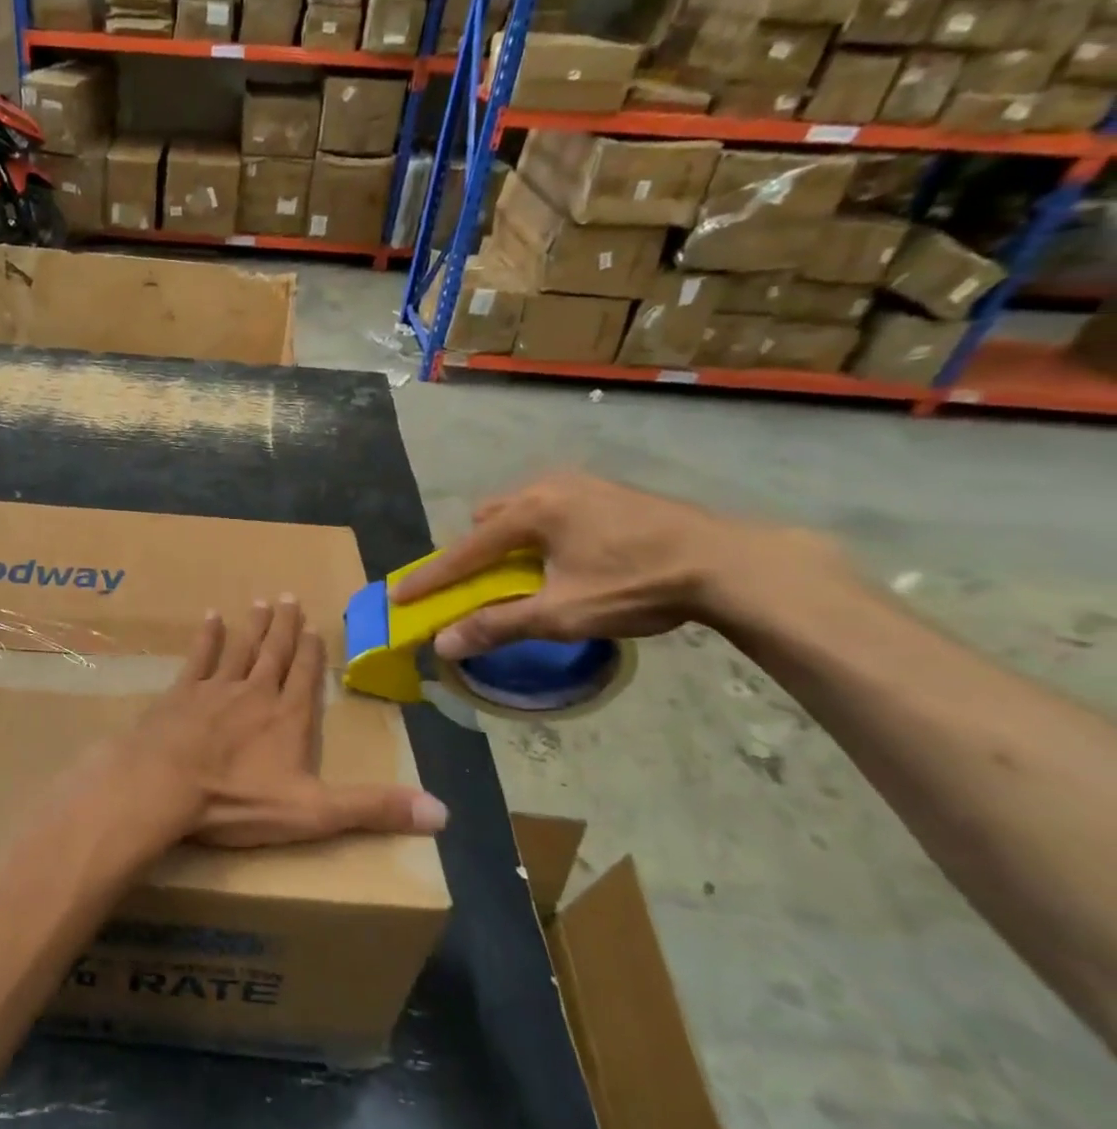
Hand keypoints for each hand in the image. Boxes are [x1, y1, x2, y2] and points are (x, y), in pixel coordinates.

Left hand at [111, 598, 447, 847]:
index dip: (311, 652)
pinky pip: (199, 657)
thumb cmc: (238, 800)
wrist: (165, 785)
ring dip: (252, 626)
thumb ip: (373, 808)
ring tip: (260, 601)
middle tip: (289, 597)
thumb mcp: (314, 813)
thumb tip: (443, 813)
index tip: (313, 627)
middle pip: (274, 652)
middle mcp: (255, 692)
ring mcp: (216, 688)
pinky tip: (211, 618)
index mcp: (288, 717)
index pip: (306, 676)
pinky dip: (207, 637)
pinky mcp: (181, 693)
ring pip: (240, 648)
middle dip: (284, 626)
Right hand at [389, 472, 831, 659]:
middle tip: (480, 585)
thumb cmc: (638, 586)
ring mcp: (580, 484)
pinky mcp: (606, 491)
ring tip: (525, 573)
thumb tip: (444, 644)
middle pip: (488, 520)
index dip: (430, 578)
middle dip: (474, 552)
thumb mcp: (563, 614)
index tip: (399, 597)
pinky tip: (566, 557)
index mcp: (531, 511)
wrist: (730, 563)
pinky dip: (538, 533)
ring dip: (508, 540)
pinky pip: (549, 508)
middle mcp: (547, 487)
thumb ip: (498, 625)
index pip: (464, 550)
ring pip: (520, 510)